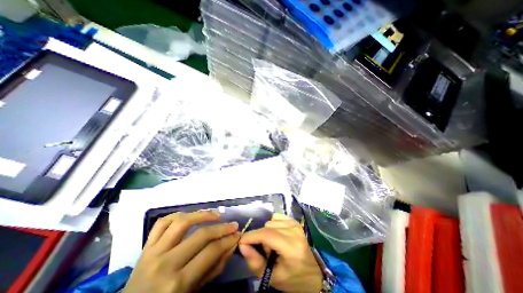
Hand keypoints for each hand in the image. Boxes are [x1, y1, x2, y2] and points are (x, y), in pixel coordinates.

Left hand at [124, 211, 240, 292]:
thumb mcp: (194, 292)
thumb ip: (214, 267)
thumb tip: (231, 244)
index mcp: (177, 283)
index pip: (211, 252)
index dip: (228, 240)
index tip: (237, 234)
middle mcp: (165, 264)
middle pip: (200, 235)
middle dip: (222, 228)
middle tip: (233, 225)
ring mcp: (153, 252)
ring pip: (182, 222)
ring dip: (202, 214)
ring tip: (216, 215)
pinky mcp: (145, 246)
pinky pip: (163, 222)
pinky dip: (178, 215)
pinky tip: (190, 216)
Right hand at [240, 213, 323, 292]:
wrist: (312, 275)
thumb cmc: (292, 279)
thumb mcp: (272, 277)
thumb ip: (255, 262)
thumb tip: (242, 245)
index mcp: (292, 248)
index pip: (267, 235)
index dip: (251, 236)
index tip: (241, 241)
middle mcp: (294, 232)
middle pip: (267, 227)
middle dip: (260, 237)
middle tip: (265, 251)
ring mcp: (295, 224)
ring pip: (270, 221)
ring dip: (267, 232)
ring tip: (272, 244)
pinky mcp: (295, 221)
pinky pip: (276, 217)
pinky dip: (272, 225)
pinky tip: (276, 234)